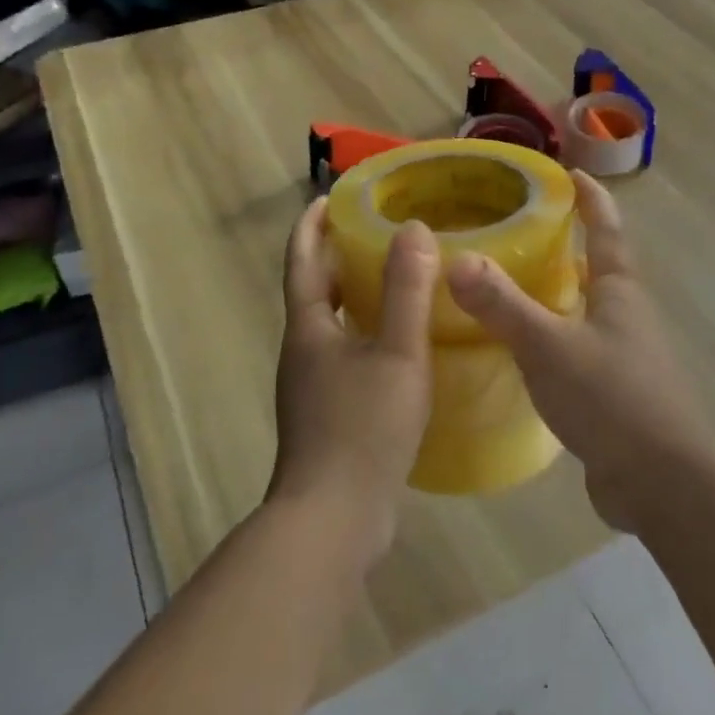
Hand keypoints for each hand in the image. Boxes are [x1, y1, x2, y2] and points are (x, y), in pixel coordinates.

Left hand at [272, 198, 439, 564]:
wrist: (333, 518)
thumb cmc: (363, 428)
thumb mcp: (397, 354)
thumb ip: (407, 292)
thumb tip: (413, 229)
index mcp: (309, 329)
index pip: (304, 260)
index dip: (313, 225)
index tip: (330, 196)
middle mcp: (302, 352)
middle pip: (315, 291)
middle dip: (338, 257)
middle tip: (377, 232)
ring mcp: (311, 387)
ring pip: (332, 326)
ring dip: (355, 298)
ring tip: (396, 281)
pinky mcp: (327, 416)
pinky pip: (346, 357)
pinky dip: (367, 336)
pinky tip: (401, 347)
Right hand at [447, 171, 711, 528]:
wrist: (660, 482)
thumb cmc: (610, 400)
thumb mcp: (548, 347)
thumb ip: (503, 305)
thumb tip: (456, 260)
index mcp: (619, 293)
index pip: (606, 231)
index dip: (591, 200)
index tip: (570, 172)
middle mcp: (626, 317)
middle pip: (598, 269)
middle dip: (568, 246)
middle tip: (522, 232)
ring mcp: (624, 357)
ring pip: (587, 312)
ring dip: (559, 294)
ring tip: (512, 286)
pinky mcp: (615, 393)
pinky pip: (579, 350)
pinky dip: (553, 338)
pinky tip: (524, 351)